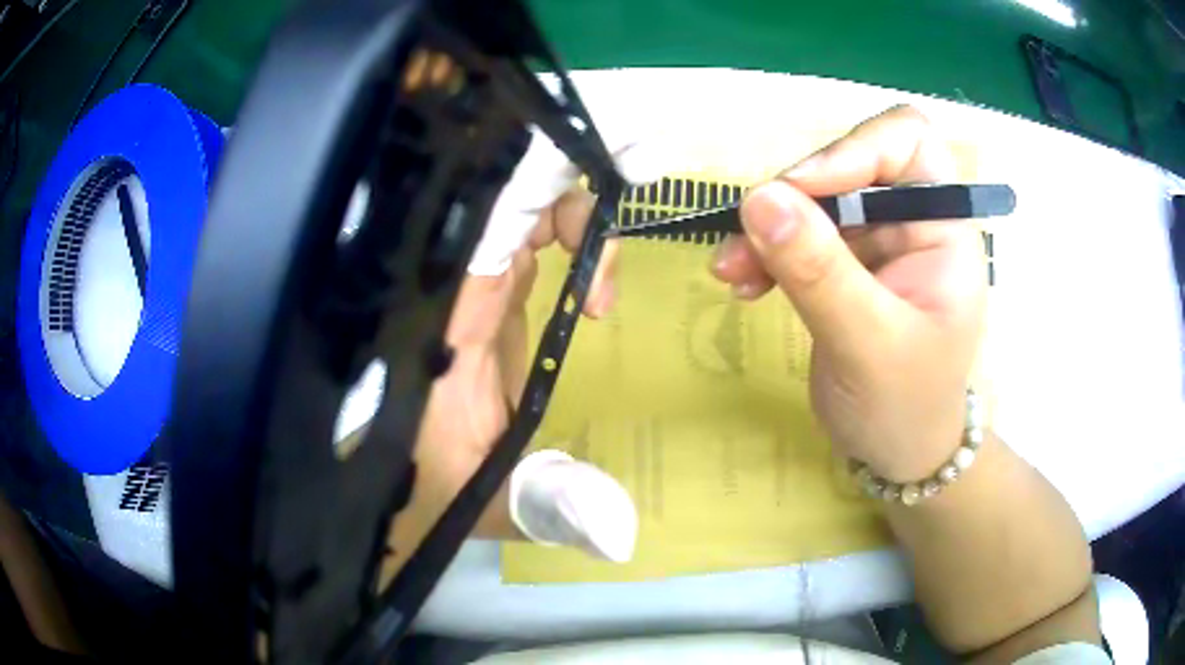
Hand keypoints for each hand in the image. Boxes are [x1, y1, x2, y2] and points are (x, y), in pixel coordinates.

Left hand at [381, 129, 664, 578]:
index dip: (541, 179)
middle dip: (571, 188)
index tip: (606, 180)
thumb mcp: (493, 502)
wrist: (401, 490)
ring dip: (576, 218)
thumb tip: (620, 527)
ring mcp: (467, 289)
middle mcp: (453, 287)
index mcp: (447, 316)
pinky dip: (570, 241)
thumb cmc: (430, 492)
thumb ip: (552, 505)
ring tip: (608, 284)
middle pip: (507, 195)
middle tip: (630, 205)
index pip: (490, 217)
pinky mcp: (483, 301)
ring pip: (519, 211)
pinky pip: (525, 243)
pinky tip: (595, 288)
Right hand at [711, 106, 986, 481]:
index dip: (854, 149)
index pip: (908, 142)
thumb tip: (759, 198)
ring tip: (730, 270)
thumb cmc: (905, 407)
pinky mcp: (845, 265)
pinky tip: (744, 283)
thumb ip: (820, 271)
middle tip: (747, 232)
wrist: (896, 455)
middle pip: (850, 164)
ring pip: (815, 200)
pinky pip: (798, 235)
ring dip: (768, 226)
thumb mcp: (867, 344)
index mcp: (944, 229)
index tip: (800, 191)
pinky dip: (766, 252)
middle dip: (797, 195)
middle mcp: (912, 221)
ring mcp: (877, 242)